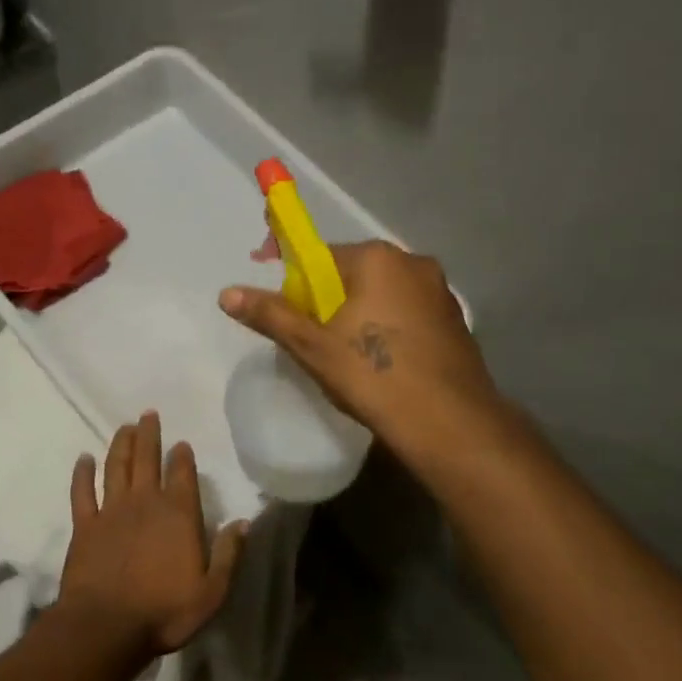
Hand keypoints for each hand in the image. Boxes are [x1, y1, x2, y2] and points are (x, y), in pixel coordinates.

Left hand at [57, 412, 245, 660]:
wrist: (106, 627)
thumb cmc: (164, 611)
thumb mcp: (212, 591)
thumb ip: (229, 554)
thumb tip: (244, 522)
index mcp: (178, 515)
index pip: (183, 475)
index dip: (182, 457)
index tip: (181, 443)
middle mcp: (145, 503)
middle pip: (147, 460)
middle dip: (149, 435)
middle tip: (147, 414)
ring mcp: (111, 512)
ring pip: (117, 468)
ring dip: (121, 445)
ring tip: (124, 427)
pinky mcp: (84, 526)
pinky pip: (82, 492)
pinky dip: (83, 473)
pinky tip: (84, 459)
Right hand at [219, 241, 504, 454]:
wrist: (450, 424)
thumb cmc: (374, 377)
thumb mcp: (313, 347)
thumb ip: (271, 315)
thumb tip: (226, 292)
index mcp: (378, 259)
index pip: (319, 256)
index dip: (291, 276)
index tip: (277, 301)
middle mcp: (413, 263)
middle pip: (351, 274)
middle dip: (325, 300)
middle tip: (308, 338)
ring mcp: (440, 292)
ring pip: (381, 295)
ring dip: (356, 315)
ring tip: (342, 356)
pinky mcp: (455, 321)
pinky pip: (406, 314)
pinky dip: (386, 328)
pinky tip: (379, 363)